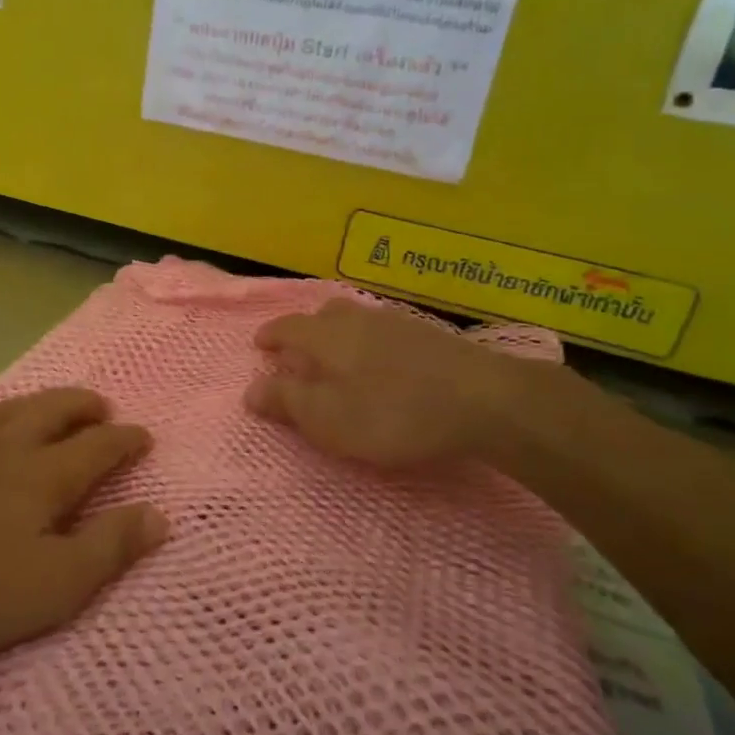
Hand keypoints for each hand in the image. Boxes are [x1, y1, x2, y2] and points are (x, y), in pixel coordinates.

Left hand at [0, 389, 165, 661]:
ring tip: (55, 402)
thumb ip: (108, 549)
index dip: (125, 441)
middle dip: (83, 407)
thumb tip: (160, 515)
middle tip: (103, 406)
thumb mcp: (52, 584)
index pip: (98, 449)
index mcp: (43, 477)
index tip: (144, 436)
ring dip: (40, 401)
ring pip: (10, 409)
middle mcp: (7, 448)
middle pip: (54, 413)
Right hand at [245, 298, 537, 471]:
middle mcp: (357, 319)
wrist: (483, 400)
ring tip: (339, 359)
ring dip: (340, 335)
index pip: (288, 327)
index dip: (271, 336)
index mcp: (326, 336)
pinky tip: (383, 365)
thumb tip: (251, 388)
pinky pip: (384, 331)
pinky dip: (370, 344)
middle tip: (300, 354)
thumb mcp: (329, 418)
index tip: (260, 345)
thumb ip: (288, 401)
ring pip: (357, 320)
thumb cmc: (392, 413)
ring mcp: (396, 323)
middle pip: (324, 315)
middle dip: (306, 331)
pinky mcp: (429, 336)